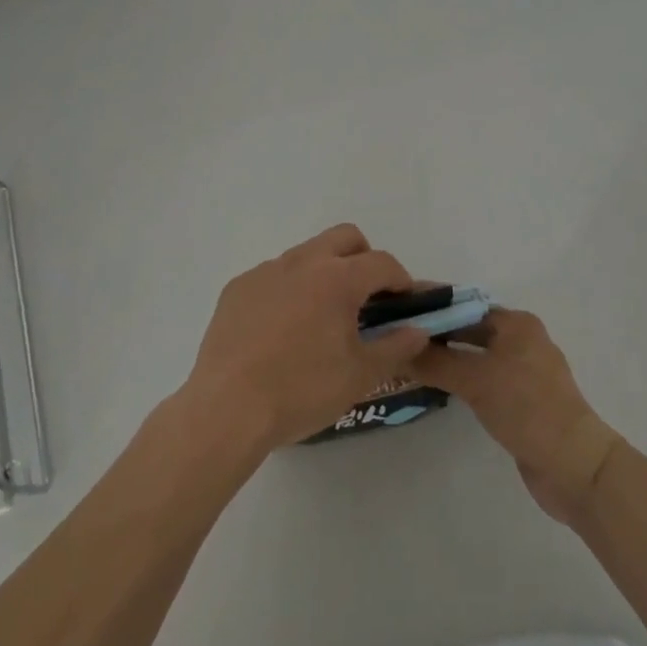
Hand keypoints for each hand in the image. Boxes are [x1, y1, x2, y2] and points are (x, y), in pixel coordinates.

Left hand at [181, 225, 431, 452]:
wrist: (227, 409)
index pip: (382, 262)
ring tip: (320, 319)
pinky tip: (280, 330)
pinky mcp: (238, 287)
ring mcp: (266, 271)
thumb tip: (418, 330)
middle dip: (364, 258)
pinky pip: (273, 276)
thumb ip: (396, 347)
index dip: (400, 280)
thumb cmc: (302, 391)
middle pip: (345, 237)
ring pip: (307, 253)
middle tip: (366, 298)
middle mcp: (302, 261)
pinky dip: (288, 290)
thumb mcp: (360, 376)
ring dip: (324, 273)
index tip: (403, 304)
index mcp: (337, 278)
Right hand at [411, 308, 621, 522]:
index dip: (433, 308)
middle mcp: (521, 340)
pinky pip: (483, 379)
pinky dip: (461, 379)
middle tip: (397, 336)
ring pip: (476, 356)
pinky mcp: (522, 401)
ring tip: (408, 359)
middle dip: (437, 333)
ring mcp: (523, 372)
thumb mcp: (476, 381)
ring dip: (447, 357)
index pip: (465, 305)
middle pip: (470, 329)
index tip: (398, 311)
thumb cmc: (527, 409)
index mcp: (516, 323)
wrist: (575, 467)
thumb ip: (435, 362)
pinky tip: (437, 385)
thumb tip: (396, 348)